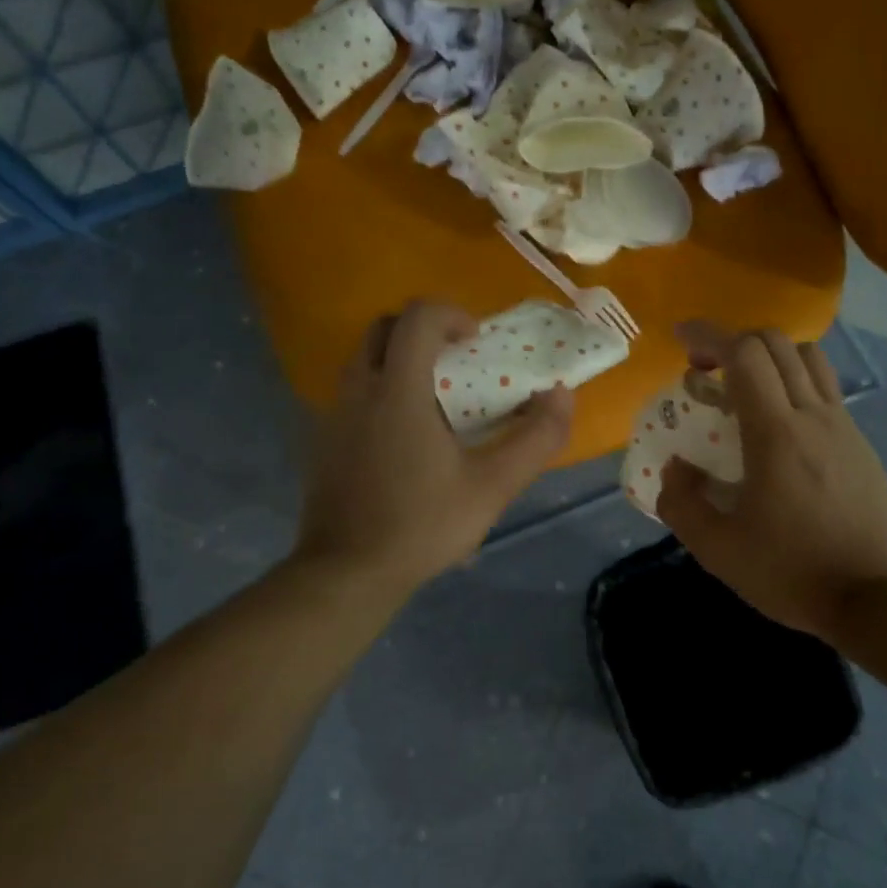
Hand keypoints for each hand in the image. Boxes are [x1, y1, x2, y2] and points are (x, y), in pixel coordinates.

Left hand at [294, 301, 571, 599]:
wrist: (347, 572)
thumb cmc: (422, 525)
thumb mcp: (492, 487)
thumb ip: (535, 439)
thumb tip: (563, 396)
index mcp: (398, 391)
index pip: (417, 317)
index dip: (451, 315)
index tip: (476, 342)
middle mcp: (359, 390)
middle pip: (384, 328)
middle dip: (423, 331)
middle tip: (456, 361)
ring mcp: (334, 414)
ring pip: (364, 358)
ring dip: (400, 359)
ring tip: (436, 400)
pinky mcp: (323, 439)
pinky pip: (354, 392)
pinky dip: (382, 390)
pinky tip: (406, 437)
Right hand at [656, 324, 886, 642]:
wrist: (877, 598)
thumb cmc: (793, 572)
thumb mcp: (718, 551)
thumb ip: (681, 504)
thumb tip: (674, 468)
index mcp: (775, 433)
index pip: (744, 354)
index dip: (709, 335)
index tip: (681, 338)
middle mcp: (813, 415)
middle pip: (776, 344)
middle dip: (734, 341)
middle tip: (706, 369)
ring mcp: (843, 426)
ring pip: (808, 358)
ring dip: (770, 357)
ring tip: (745, 387)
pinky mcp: (860, 444)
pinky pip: (826, 389)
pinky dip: (795, 382)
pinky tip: (779, 424)